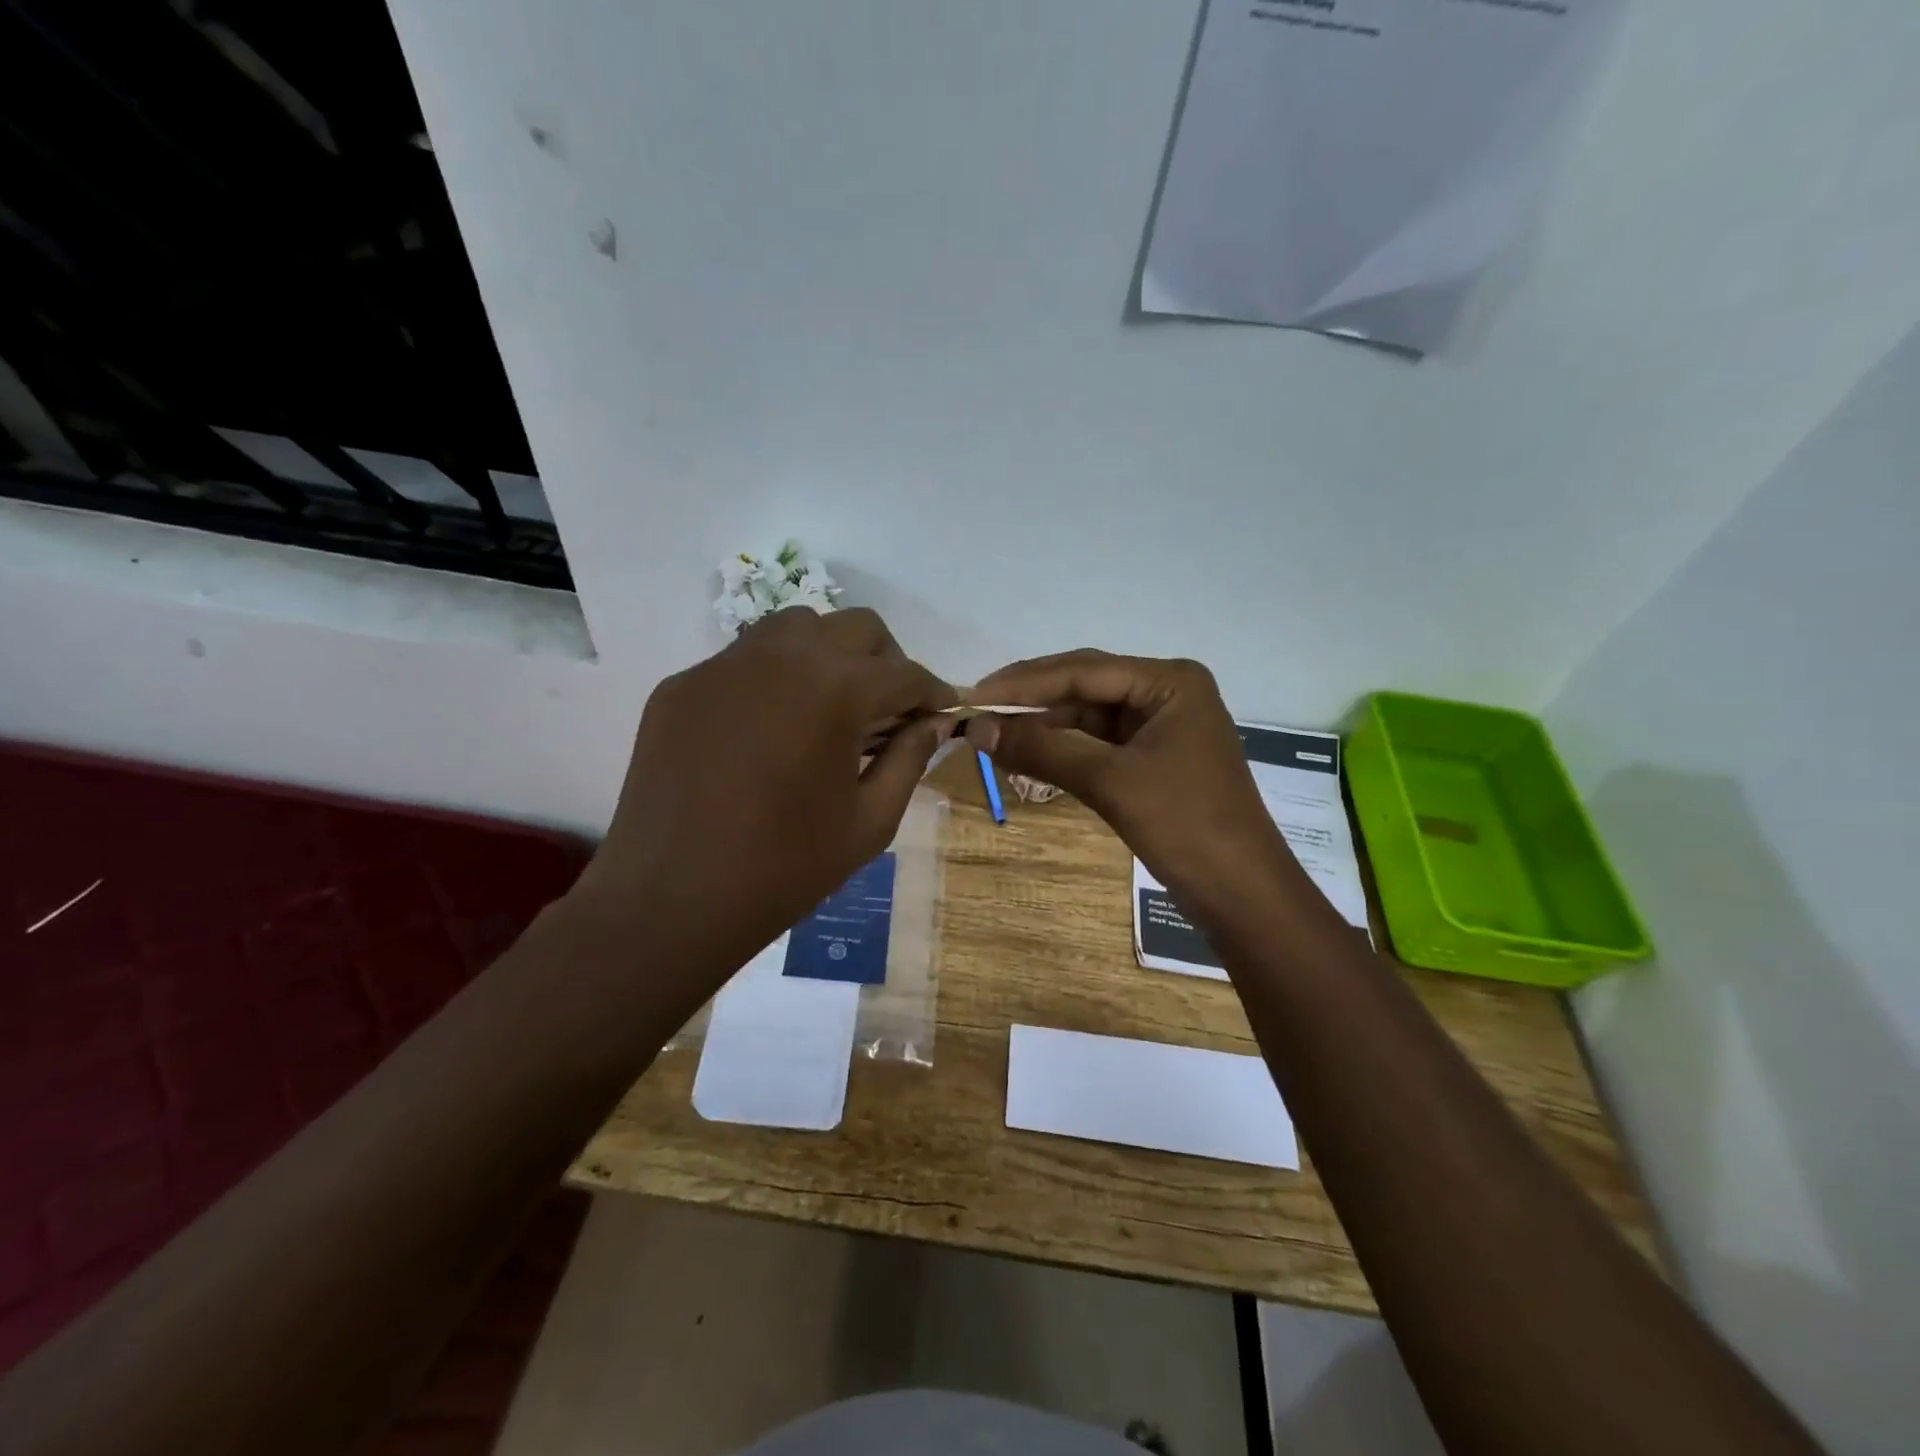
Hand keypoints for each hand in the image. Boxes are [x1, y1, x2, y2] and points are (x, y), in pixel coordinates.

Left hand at [577, 608, 954, 990]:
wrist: (669, 901)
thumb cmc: (784, 868)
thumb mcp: (869, 821)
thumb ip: (910, 758)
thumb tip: (935, 722)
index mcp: (835, 689)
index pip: (904, 673)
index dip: (934, 693)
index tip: (943, 713)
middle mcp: (781, 656)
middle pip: (857, 628)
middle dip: (887, 663)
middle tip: (888, 712)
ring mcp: (724, 665)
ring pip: (797, 627)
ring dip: (829, 656)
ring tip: (829, 709)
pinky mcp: (683, 685)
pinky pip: (744, 660)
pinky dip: (775, 679)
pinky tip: (769, 730)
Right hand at [961, 651, 1299, 917]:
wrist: (1242, 895)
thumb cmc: (1185, 826)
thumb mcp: (1110, 782)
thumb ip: (1042, 749)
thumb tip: (975, 728)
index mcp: (1170, 681)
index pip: (1084, 670)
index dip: (1024, 683)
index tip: (972, 695)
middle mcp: (1166, 693)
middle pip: (1085, 686)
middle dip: (1031, 700)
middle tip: (975, 711)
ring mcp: (1161, 726)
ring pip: (1088, 716)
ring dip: (1044, 725)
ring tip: (991, 734)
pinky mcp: (1153, 758)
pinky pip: (1098, 743)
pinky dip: (1063, 749)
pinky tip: (1027, 753)